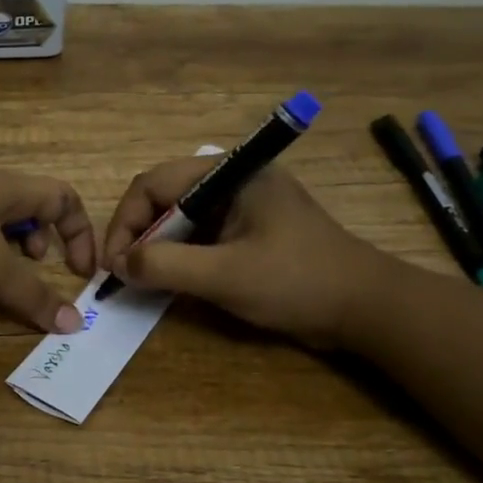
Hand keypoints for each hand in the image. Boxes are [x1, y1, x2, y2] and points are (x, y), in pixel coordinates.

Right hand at [102, 159, 392, 347]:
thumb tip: (118, 265)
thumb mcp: (225, 275)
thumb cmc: (298, 283)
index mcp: (231, 173)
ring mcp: (244, 205)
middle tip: (124, 273)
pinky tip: (171, 281)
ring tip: (142, 280)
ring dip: (157, 247)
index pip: (154, 184)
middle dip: (138, 234)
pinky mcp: (251, 230)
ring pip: (180, 218)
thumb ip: (165, 266)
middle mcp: (234, 180)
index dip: (125, 222)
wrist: (369, 309)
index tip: (113, 264)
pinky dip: (180, 256)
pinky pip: (200, 235)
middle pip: (164, 197)